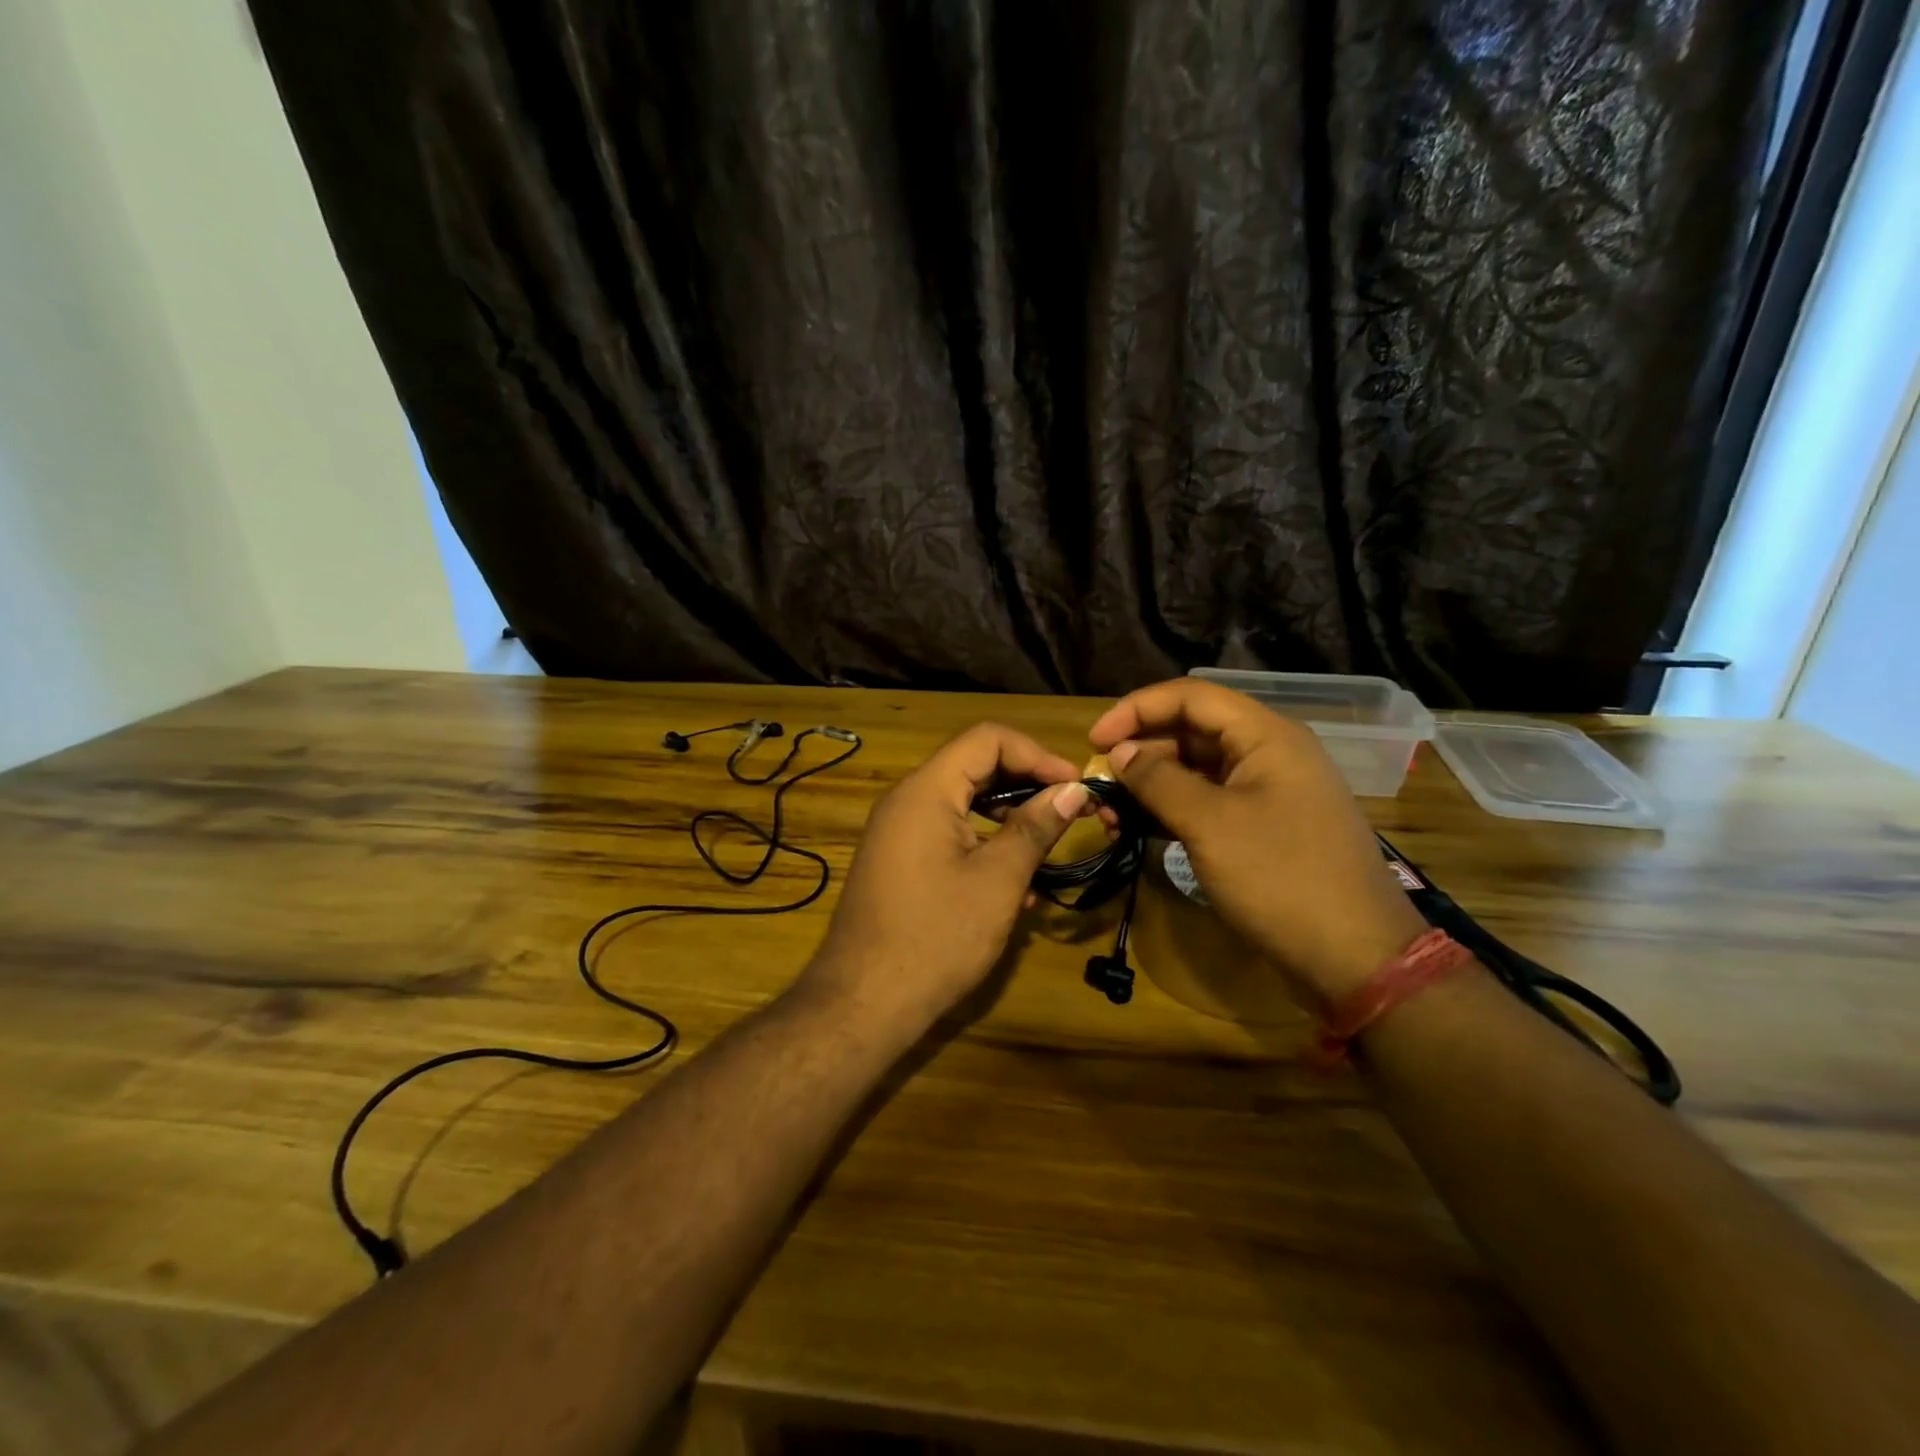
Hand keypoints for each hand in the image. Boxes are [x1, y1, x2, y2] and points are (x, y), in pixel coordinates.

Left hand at [803, 724, 1091, 1036]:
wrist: (863, 1002)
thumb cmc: (936, 937)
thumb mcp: (997, 880)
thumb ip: (1035, 828)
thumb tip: (1072, 791)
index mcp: (926, 790)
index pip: (987, 739)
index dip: (1037, 754)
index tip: (1075, 785)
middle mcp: (907, 800)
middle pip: (975, 767)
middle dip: (1027, 785)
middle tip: (1071, 812)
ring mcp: (899, 832)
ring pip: (964, 803)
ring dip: (1009, 819)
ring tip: (1048, 851)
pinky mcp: (899, 861)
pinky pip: (948, 834)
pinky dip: (984, 845)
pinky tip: (1014, 886)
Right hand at [1089, 679, 1427, 1007]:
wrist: (1356, 958)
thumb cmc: (1281, 879)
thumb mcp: (1210, 825)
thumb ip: (1158, 781)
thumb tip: (1119, 753)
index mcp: (1265, 736)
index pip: (1189, 696)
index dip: (1136, 709)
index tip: (1094, 741)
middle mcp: (1267, 753)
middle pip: (1190, 731)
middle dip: (1139, 752)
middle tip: (1098, 784)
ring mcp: (1267, 792)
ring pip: (1195, 769)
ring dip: (1150, 785)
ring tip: (1110, 814)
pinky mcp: (1262, 827)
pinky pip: (1208, 802)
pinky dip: (1171, 811)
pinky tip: (1138, 830)